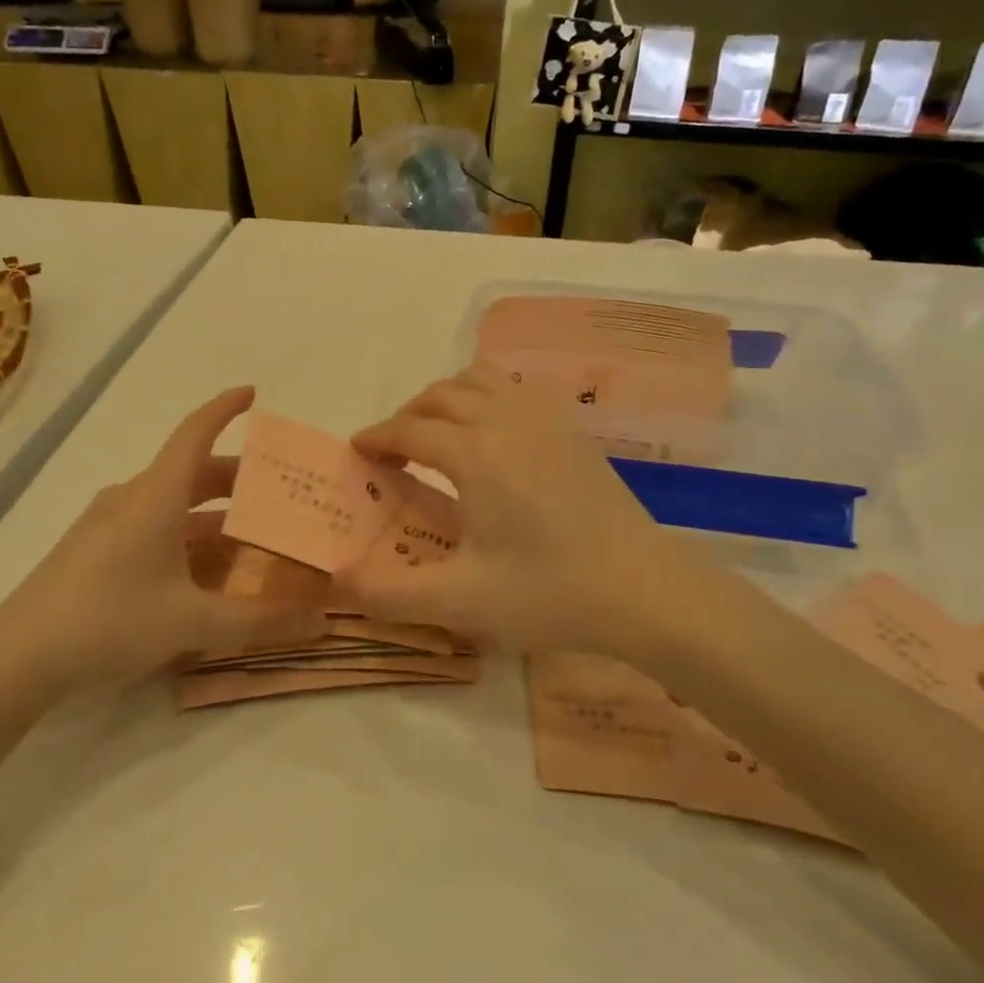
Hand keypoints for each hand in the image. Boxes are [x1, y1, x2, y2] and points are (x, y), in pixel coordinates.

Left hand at [0, 388, 304, 710]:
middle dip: (236, 479)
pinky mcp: (92, 551)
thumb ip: (259, 623)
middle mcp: (131, 499)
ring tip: (250, 539)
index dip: (225, 408)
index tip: (253, 393)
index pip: (195, 432)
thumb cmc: (108, 621)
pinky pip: (152, 528)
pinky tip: (201, 573)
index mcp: (156, 496)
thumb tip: (320, 624)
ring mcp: (107, 525)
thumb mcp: (191, 622)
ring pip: (172, 504)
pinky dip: (185, 537)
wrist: (14, 661)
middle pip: (190, 472)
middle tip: (277, 494)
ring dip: (212, 515)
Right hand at [338, 366, 690, 653]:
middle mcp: (504, 420)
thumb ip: (391, 594)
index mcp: (474, 453)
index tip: (357, 451)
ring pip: (479, 380)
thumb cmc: (550, 593)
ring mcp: (544, 418)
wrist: (645, 589)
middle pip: (439, 395)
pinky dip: (486, 396)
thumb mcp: (461, 601)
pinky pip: (515, 388)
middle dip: (406, 416)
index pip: (408, 430)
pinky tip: (492, 432)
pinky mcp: (572, 428)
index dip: (377, 438)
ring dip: (445, 398)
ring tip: (436, 434)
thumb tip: (338, 580)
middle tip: (392, 452)